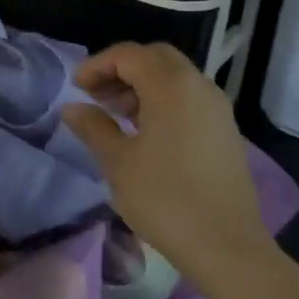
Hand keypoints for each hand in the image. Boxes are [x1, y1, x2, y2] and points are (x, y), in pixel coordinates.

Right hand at [61, 42, 274, 286]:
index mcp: (171, 85)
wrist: (225, 244)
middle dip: (122, 69)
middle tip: (96, 96)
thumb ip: (94, 127)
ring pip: (175, 77)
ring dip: (143, 85)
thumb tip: (73, 107)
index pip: (129, 55)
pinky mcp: (225, 129)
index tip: (76, 88)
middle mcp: (198, 85)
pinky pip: (189, 98)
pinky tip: (146, 132)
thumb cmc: (165, 199)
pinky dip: (163, 100)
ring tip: (116, 115)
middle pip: (155, 58)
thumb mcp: (118, 162)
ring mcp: (216, 107)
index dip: (98, 65)